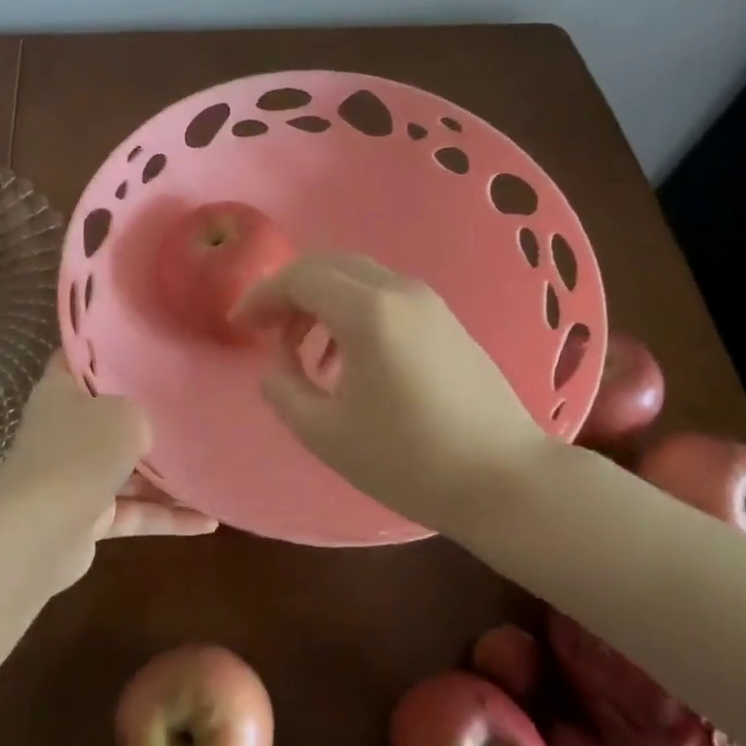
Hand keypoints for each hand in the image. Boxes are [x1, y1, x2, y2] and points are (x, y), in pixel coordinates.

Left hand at [0, 357, 215, 589]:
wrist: (40, 532)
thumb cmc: (80, 452)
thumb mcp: (123, 414)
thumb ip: (139, 414)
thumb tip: (143, 434)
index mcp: (61, 392)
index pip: (80, 359)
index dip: (107, 350)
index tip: (145, 346)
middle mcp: (64, 430)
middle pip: (109, 417)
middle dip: (147, 418)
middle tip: (192, 408)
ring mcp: (74, 476)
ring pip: (127, 470)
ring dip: (167, 478)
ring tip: (212, 472)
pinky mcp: (88, 518)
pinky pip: (134, 512)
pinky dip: (166, 517)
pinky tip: (208, 522)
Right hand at [237, 253, 553, 535]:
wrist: (506, 480)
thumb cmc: (409, 460)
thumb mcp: (325, 433)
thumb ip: (283, 390)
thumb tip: (277, 366)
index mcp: (367, 311)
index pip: (299, 278)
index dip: (261, 297)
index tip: (240, 325)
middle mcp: (399, 290)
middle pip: (328, 265)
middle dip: (289, 292)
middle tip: (268, 331)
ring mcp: (429, 302)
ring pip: (358, 277)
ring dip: (321, 301)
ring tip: (305, 352)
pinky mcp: (447, 320)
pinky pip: (384, 295)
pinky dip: (352, 310)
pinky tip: (348, 358)